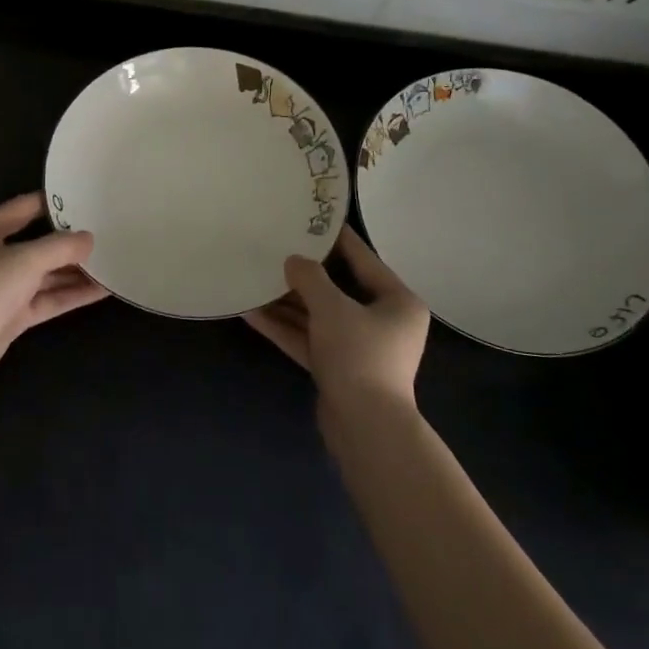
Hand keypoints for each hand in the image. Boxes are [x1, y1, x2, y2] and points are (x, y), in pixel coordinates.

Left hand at [0, 192, 107, 388]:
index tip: (85, 197)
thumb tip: (88, 239)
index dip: (53, 202)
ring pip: (44, 274)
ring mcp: (0, 288)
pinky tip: (101, 290)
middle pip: (36, 243)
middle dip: (69, 241)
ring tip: (111, 262)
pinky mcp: (10, 315)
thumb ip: (61, 246)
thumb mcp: (26, 259)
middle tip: (106, 232)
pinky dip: (70, 294)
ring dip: (74, 271)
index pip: (23, 207)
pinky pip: (45, 299)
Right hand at [243, 226, 429, 407]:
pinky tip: (251, 313)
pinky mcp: (338, 368)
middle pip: (337, 288)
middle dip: (303, 274)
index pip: (363, 259)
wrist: (366, 429)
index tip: (311, 219)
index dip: (336, 238)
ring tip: (254, 279)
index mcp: (397, 302)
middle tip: (276, 248)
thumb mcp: (332, 309)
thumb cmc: (359, 356)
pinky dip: (285, 328)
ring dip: (287, 303)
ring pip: (318, 316)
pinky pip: (309, 339)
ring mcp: (359, 347)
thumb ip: (310, 278)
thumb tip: (293, 261)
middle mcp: (382, 322)